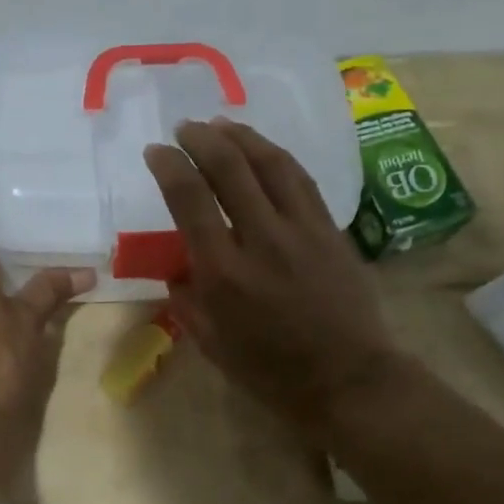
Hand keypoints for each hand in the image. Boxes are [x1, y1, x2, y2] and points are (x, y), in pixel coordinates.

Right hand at [144, 119, 402, 435]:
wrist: (347, 380)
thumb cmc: (270, 371)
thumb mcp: (211, 343)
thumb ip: (187, 301)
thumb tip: (178, 269)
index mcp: (223, 273)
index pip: (190, 200)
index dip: (169, 166)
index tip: (156, 151)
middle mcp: (262, 240)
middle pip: (229, 168)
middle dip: (202, 139)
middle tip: (185, 129)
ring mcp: (302, 231)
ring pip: (271, 164)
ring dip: (241, 136)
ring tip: (220, 124)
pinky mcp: (331, 231)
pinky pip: (301, 180)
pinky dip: (276, 156)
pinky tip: (262, 149)